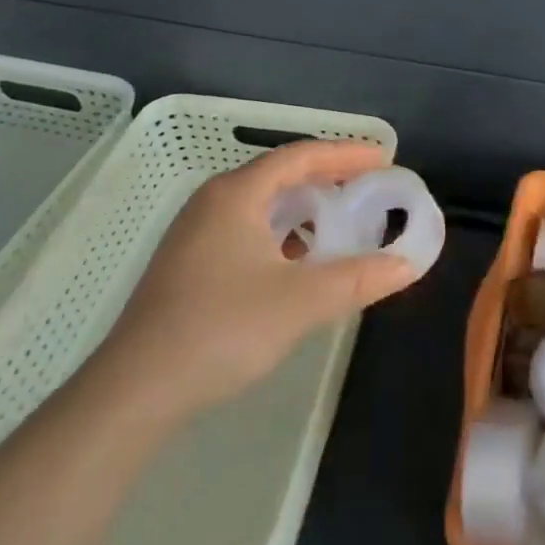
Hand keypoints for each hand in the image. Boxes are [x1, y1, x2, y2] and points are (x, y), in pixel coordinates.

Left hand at [90, 140, 419, 414]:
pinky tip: (297, 263)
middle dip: (327, 178)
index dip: (346, 154)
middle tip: (369, 188)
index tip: (384, 159)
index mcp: (237, 194)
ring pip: (262, 205)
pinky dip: (281, 234)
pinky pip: (247, 229)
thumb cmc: (221, 329)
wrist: (135, 390)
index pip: (301, 156)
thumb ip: (358, 278)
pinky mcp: (189, 263)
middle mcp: (214, 201)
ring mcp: (196, 233)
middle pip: (280, 175)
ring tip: (340, 223)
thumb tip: (408, 264)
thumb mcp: (300, 302)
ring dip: (303, 209)